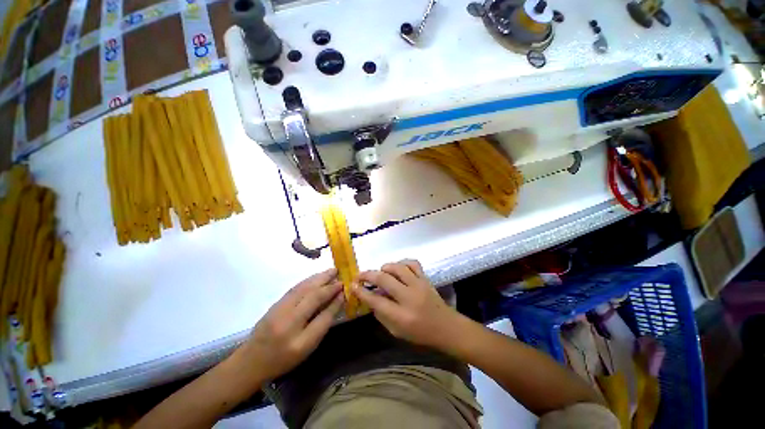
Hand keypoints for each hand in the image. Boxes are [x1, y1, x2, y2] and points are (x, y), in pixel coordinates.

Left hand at [235, 269, 343, 381]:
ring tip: (331, 270)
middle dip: (328, 284)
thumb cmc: (283, 359)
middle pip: (312, 297)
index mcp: (299, 341)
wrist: (252, 360)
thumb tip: (337, 301)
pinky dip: (308, 280)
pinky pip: (295, 288)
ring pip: (303, 289)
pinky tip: (315, 277)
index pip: (323, 317)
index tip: (345, 289)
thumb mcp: (307, 348)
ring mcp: (279, 311)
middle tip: (340, 273)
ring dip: (319, 278)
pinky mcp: (275, 304)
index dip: (335, 301)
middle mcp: (288, 323)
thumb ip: (322, 324)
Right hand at [353, 260, 462, 349]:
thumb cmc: (420, 334)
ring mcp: (419, 285)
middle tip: (360, 276)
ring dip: (384, 268)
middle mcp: (409, 298)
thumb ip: (381, 314)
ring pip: (397, 268)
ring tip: (380, 273)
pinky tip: (398, 269)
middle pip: (384, 279)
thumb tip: (370, 298)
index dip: (361, 292)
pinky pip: (412, 264)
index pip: (376, 300)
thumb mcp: (396, 332)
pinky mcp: (425, 278)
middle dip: (368, 275)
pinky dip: (402, 263)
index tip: (352, 286)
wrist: (446, 327)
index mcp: (401, 316)